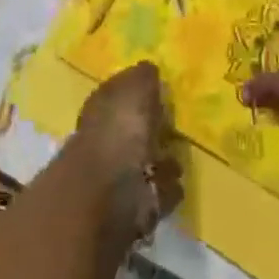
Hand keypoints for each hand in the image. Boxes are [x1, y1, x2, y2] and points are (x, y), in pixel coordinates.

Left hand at [72, 61, 182, 240]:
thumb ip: (142, 77)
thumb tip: (148, 67)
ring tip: (179, 158)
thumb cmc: (118, 133)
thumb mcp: (133, 90)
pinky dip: (164, 189)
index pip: (117, 94)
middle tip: (173, 126)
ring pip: (141, 163)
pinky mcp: (128, 210)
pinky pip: (152, 193)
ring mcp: (113, 178)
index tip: (159, 91)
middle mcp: (102, 142)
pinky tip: (176, 184)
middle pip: (130, 131)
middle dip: (149, 131)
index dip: (136, 92)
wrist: (107, 197)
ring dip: (159, 162)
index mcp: (99, 110)